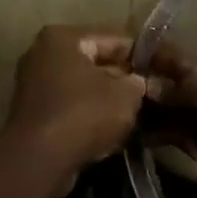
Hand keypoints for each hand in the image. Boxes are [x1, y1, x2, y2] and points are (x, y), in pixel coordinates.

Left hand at [3, 25, 147, 192]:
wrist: (41, 158)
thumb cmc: (85, 114)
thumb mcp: (126, 95)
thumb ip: (138, 83)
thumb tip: (139, 83)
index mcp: (63, 38)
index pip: (114, 39)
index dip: (142, 55)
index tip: (161, 70)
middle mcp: (43, 55)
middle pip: (95, 62)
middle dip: (123, 78)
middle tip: (150, 93)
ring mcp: (35, 85)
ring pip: (84, 87)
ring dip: (108, 99)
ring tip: (136, 112)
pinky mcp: (35, 114)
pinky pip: (72, 107)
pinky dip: (91, 115)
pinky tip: (113, 130)